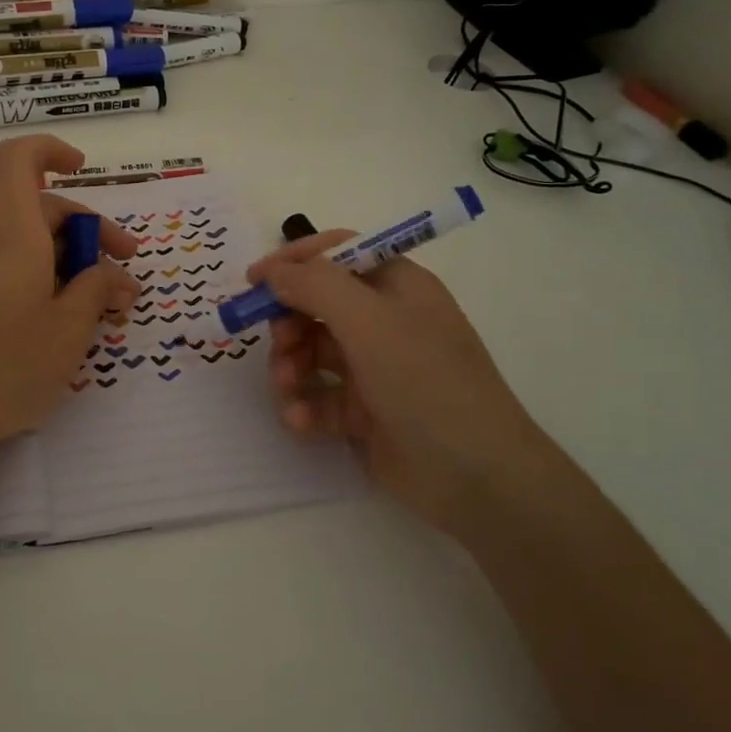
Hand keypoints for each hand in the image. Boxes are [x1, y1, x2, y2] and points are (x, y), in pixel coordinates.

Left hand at [0, 136, 138, 453]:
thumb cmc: (6, 363)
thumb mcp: (70, 328)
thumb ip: (97, 291)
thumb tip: (112, 275)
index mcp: (14, 234)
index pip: (17, 160)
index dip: (50, 150)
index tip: (83, 169)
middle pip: (41, 212)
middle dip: (91, 236)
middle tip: (127, 278)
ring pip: (32, 249)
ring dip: (74, 269)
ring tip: (107, 314)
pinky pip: (14, 275)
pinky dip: (48, 286)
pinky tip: (69, 328)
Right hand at [247, 233, 561, 528]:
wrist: (476, 477)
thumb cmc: (425, 382)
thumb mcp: (369, 321)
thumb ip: (315, 286)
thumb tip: (274, 271)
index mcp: (397, 287)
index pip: (337, 254)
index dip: (295, 262)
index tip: (254, 281)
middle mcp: (385, 322)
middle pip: (317, 305)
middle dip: (288, 322)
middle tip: (278, 343)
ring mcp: (375, 369)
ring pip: (312, 353)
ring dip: (290, 367)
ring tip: (288, 388)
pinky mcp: (365, 413)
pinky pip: (320, 398)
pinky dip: (305, 406)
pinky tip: (300, 421)